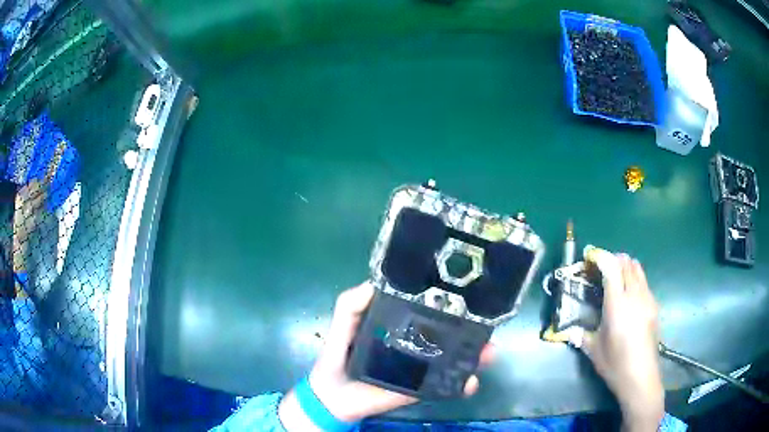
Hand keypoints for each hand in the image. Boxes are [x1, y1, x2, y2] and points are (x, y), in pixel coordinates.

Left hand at [279, 282, 492, 430]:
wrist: (333, 395)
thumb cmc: (337, 355)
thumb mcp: (342, 323)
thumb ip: (351, 304)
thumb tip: (375, 283)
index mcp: (399, 325)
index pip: (428, 311)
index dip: (448, 304)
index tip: (470, 295)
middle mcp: (415, 343)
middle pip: (449, 335)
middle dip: (471, 330)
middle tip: (488, 327)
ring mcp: (420, 367)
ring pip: (453, 359)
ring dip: (474, 356)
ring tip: (490, 352)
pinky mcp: (420, 388)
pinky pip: (445, 386)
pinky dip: (461, 385)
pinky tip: (471, 382)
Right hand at [581, 252, 663, 431]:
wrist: (641, 376)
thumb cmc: (615, 364)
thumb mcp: (594, 350)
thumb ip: (581, 335)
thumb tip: (569, 331)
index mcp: (617, 304)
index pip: (612, 267)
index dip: (601, 257)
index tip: (590, 258)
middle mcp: (635, 295)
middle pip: (627, 263)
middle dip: (613, 259)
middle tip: (601, 269)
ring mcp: (647, 299)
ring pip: (638, 269)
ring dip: (626, 267)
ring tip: (615, 279)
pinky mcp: (654, 306)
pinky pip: (644, 282)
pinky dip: (635, 279)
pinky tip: (628, 296)